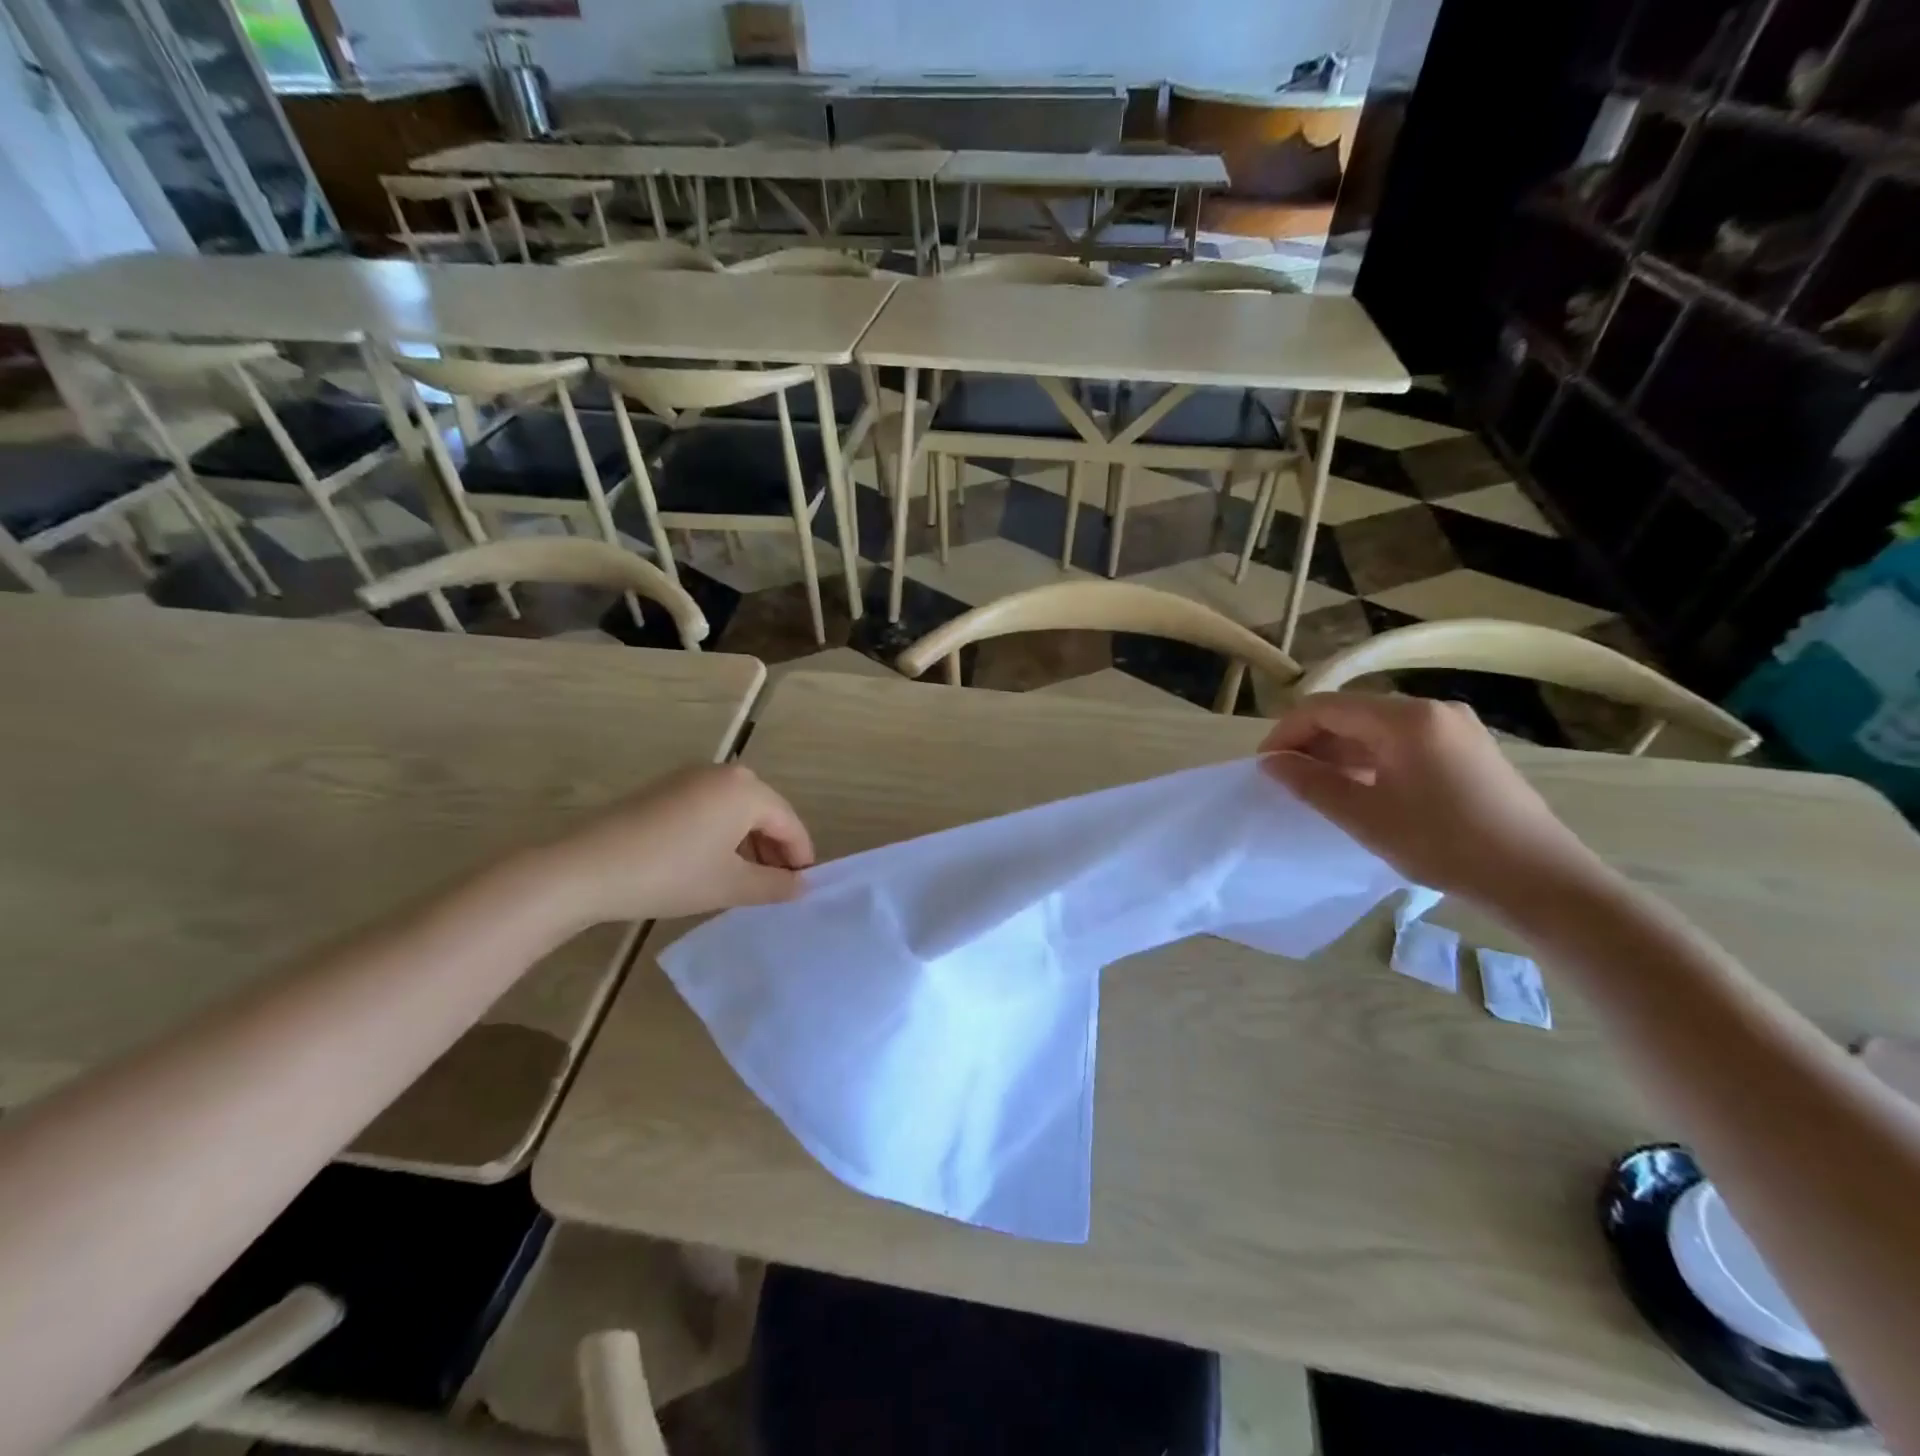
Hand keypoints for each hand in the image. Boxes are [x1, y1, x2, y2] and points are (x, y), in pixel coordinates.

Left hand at [525, 764, 814, 928]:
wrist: (585, 869)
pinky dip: (721, 834)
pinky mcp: (666, 789)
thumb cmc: (670, 874)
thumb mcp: (730, 885)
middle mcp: (724, 773)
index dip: (800, 858)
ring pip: (737, 811)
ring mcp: (691, 777)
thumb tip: (802, 886)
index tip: (802, 889)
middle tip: (775, 888)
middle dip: (774, 850)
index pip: (790, 823)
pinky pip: (711, 809)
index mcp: (746, 790)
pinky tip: (711, 864)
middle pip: (765, 813)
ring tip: (745, 881)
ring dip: (748, 844)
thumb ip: (775, 885)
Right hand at [1259, 693, 1601, 907]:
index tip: (1265, 767)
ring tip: (1320, 788)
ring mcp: (1455, 726)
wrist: (1540, 878)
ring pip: (1376, 727)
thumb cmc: (1444, 845)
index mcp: (1405, 718)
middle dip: (1312, 741)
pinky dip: (1372, 757)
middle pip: (1351, 712)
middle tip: (1289, 779)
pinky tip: (1364, 788)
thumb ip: (1311, 783)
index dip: (1286, 733)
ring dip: (1340, 751)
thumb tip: (1270, 762)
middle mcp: (1431, 709)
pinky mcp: (1468, 747)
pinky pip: (1403, 740)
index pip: (1324, 708)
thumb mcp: (1365, 817)